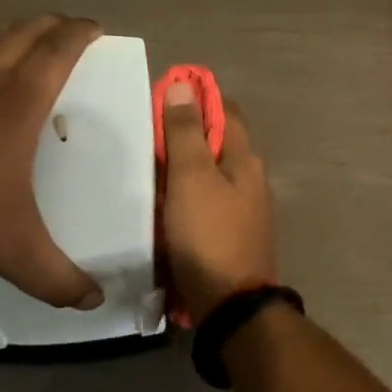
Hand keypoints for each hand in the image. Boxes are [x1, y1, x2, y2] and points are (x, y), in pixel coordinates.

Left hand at [0, 15, 103, 308]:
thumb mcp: (13, 249)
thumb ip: (56, 277)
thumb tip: (93, 303)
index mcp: (18, 102)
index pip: (57, 50)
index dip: (79, 33)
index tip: (94, 27)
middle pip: (22, 31)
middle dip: (49, 24)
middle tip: (64, 28)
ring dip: (8, 28)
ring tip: (19, 33)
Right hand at [160, 81, 275, 324]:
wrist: (230, 306)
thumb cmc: (209, 235)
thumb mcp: (191, 177)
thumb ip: (186, 132)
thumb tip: (184, 85)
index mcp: (244, 157)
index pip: (225, 109)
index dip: (196, 98)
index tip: (161, 97)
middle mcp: (249, 177)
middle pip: (215, 141)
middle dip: (182, 134)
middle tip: (142, 133)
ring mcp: (242, 207)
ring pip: (207, 173)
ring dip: (180, 166)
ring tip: (143, 165)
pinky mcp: (229, 233)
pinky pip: (203, 201)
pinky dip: (182, 195)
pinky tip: (158, 203)